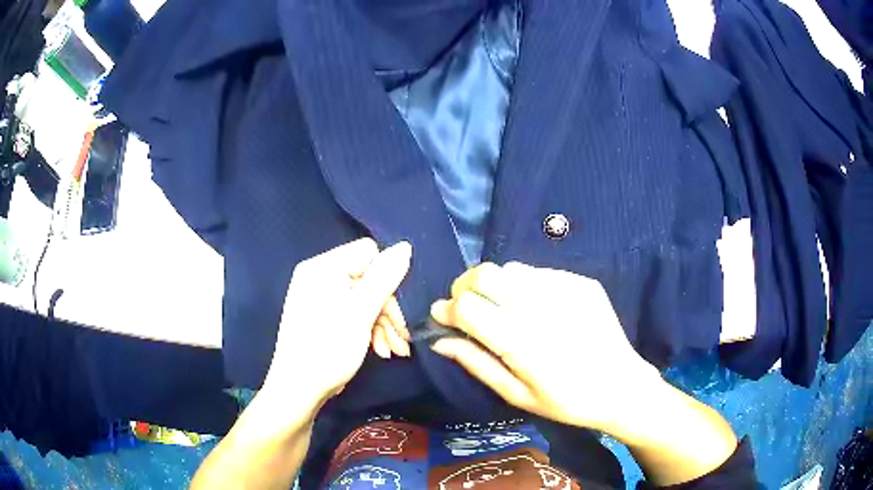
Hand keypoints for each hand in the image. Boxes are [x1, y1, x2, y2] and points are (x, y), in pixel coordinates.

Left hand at [262, 238, 411, 408]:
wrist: (298, 389)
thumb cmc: (328, 349)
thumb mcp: (361, 313)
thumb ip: (384, 279)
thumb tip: (405, 245)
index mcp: (323, 267)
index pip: (368, 253)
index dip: (387, 279)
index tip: (397, 310)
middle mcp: (319, 276)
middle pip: (368, 279)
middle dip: (388, 310)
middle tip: (402, 338)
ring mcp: (319, 296)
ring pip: (364, 299)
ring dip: (383, 324)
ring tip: (394, 350)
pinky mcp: (323, 315)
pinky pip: (352, 311)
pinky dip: (369, 329)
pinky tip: (380, 350)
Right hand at [430, 262, 662, 431]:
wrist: (621, 386)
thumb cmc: (566, 401)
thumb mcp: (516, 394)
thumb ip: (476, 363)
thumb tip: (439, 339)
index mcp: (520, 342)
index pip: (467, 306)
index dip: (448, 309)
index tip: (444, 318)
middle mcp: (540, 307)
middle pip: (484, 274)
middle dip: (465, 287)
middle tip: (469, 308)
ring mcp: (564, 289)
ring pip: (510, 269)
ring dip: (495, 285)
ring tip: (503, 308)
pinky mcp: (581, 282)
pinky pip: (539, 272)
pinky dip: (525, 285)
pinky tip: (536, 307)